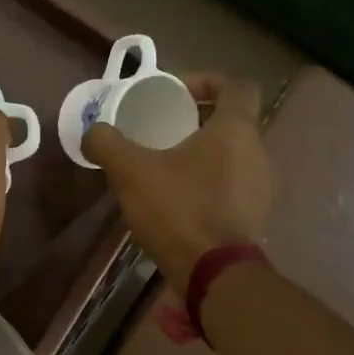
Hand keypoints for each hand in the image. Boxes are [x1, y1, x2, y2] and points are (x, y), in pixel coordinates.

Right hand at [82, 74, 270, 288]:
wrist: (214, 274)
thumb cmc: (179, 209)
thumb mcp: (130, 171)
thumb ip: (106, 143)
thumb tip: (92, 132)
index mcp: (236, 129)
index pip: (236, 85)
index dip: (206, 80)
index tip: (175, 92)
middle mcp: (258, 152)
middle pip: (233, 119)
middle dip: (198, 117)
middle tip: (162, 127)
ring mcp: (261, 187)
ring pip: (233, 153)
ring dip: (203, 150)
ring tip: (165, 162)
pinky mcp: (254, 215)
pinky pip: (232, 182)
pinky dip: (208, 179)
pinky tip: (177, 197)